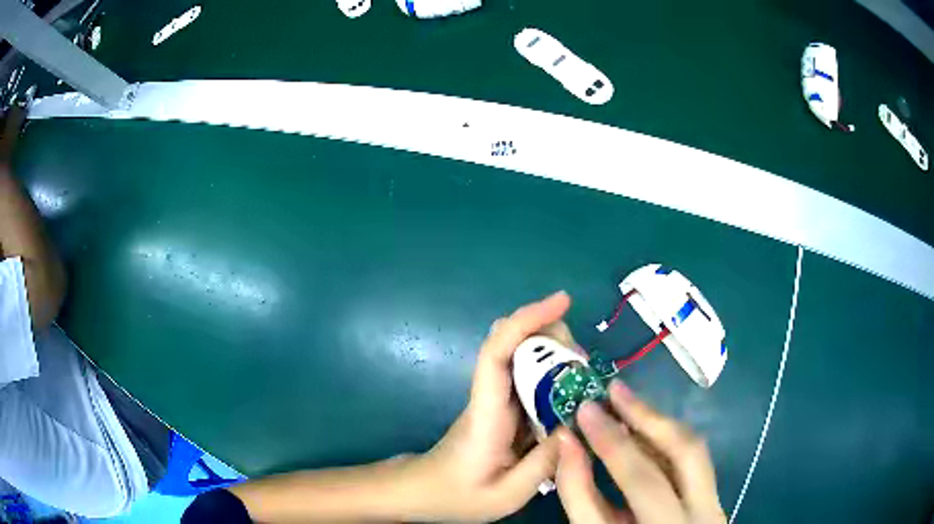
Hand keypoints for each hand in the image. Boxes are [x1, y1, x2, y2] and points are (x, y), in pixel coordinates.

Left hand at [407, 291, 573, 521]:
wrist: (425, 493)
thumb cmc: (458, 496)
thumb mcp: (508, 494)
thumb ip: (545, 463)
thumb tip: (577, 426)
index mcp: (486, 413)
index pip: (497, 352)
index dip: (527, 320)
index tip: (561, 300)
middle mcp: (489, 396)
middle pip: (514, 345)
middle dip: (553, 336)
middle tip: (585, 361)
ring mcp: (495, 401)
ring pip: (523, 359)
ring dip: (556, 355)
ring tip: (585, 376)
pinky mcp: (502, 409)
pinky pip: (529, 381)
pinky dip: (553, 376)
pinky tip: (572, 393)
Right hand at [556, 380, 725, 523]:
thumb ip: (579, 493)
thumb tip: (567, 441)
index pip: (642, 479)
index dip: (613, 442)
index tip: (586, 409)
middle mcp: (703, 512)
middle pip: (685, 451)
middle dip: (648, 416)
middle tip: (615, 391)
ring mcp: (715, 502)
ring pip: (695, 449)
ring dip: (659, 423)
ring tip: (627, 404)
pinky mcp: (715, 496)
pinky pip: (693, 459)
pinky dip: (666, 440)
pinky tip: (643, 429)